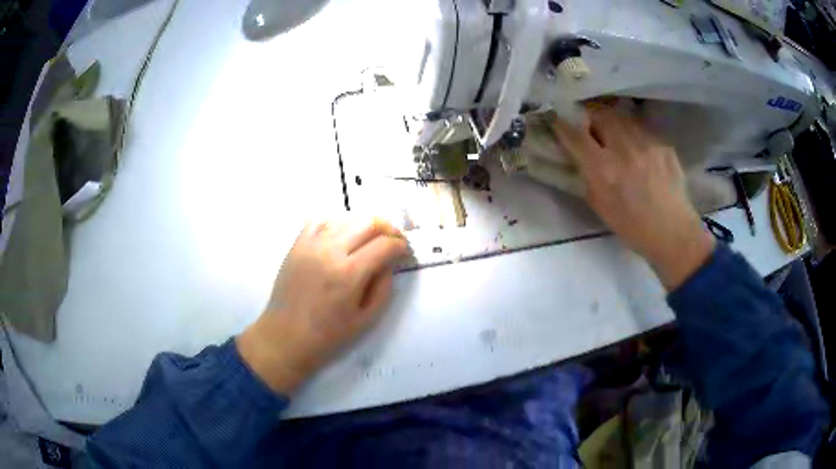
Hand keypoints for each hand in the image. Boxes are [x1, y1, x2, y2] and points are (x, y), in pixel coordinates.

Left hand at [237, 217, 408, 393]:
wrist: (286, 336)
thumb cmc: (328, 334)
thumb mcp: (367, 319)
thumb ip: (383, 286)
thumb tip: (389, 262)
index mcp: (349, 274)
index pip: (385, 244)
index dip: (402, 246)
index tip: (406, 253)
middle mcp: (330, 251)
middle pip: (368, 222)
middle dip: (388, 229)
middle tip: (393, 242)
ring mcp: (310, 245)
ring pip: (346, 218)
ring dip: (364, 225)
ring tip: (370, 239)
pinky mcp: (297, 245)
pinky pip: (320, 221)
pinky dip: (337, 223)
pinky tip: (342, 236)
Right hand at [552, 106, 714, 289]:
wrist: (672, 233)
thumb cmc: (633, 227)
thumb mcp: (600, 206)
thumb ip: (587, 176)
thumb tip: (579, 155)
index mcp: (603, 170)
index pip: (575, 135)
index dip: (563, 125)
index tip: (558, 121)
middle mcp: (623, 149)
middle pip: (599, 115)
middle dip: (591, 118)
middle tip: (592, 127)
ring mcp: (646, 143)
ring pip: (622, 117)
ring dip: (613, 122)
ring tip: (616, 134)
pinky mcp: (663, 143)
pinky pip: (642, 128)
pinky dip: (634, 133)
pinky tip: (638, 147)